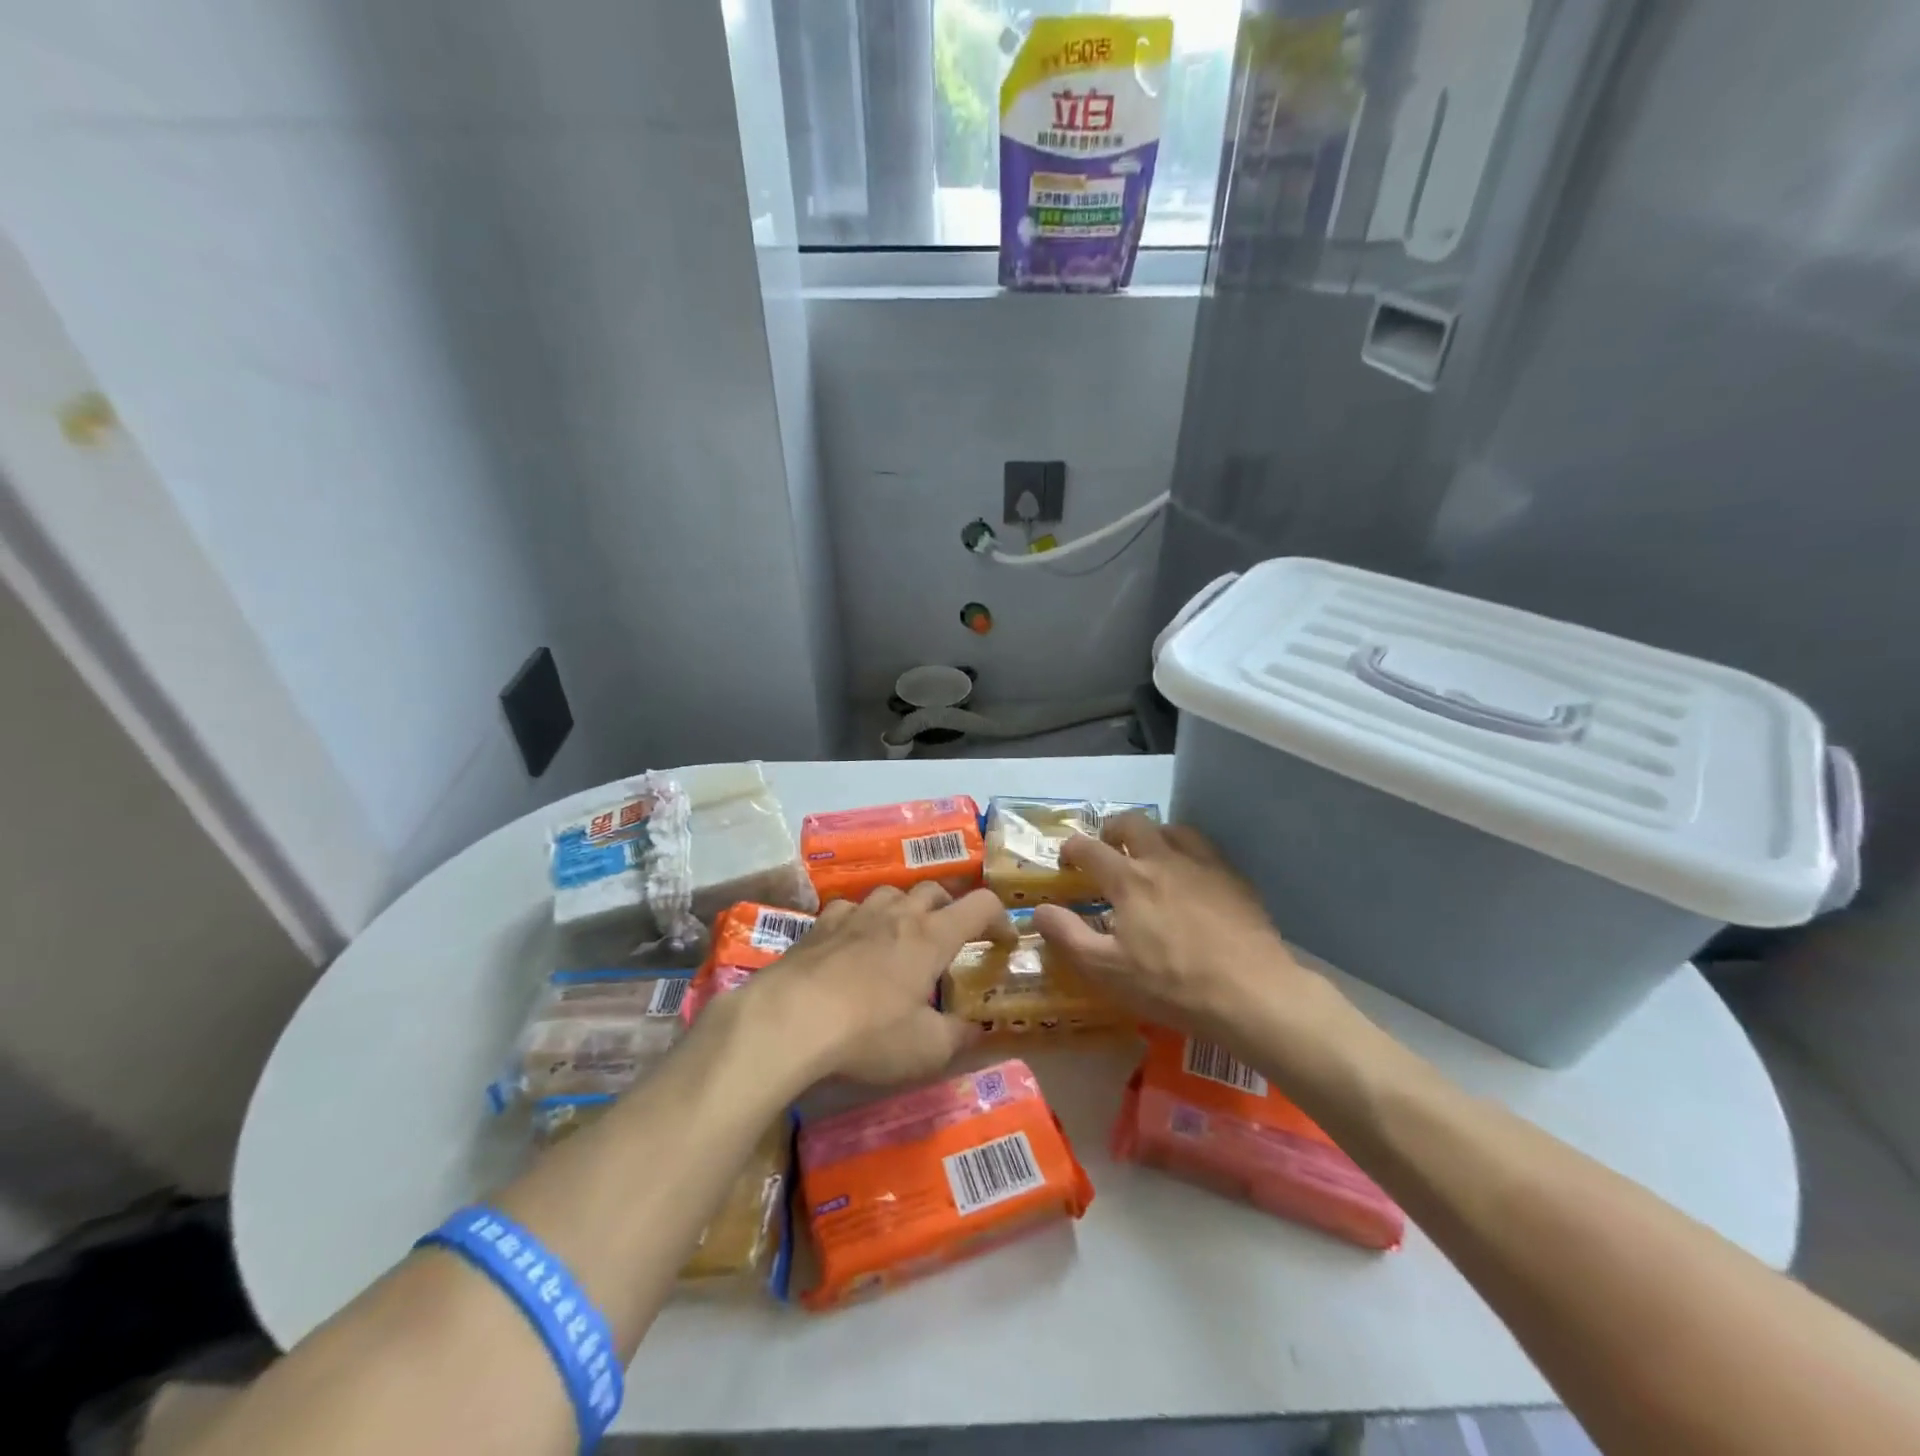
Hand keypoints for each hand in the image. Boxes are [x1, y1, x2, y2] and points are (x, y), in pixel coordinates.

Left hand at [747, 883, 1013, 1085]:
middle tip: (951, 937)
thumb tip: (976, 1028)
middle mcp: (897, 914)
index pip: (980, 905)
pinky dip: (861, 919)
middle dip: (951, 907)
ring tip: (903, 935)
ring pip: (891, 892)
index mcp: (931, 937)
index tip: (1003, 941)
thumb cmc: (868, 1034)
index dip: (999, 918)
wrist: (788, 1020)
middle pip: (934, 890)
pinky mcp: (820, 924)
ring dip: (905, 907)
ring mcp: (855, 914)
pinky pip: (850, 908)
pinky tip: (854, 941)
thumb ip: (958, 1036)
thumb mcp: (925, 1049)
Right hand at [1031, 814, 1325, 1044]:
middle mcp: (1162, 859)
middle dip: (1112, 829)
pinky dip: (1188, 853)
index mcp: (1128, 879)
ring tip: (1150, 857)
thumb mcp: (1107, 970)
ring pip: (1172, 829)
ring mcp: (1202, 865)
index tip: (1066, 861)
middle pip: (1132, 823)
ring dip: (1153, 836)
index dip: (1071, 849)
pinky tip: (1191, 879)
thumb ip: (1067, 936)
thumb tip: (1038, 911)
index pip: (1088, 848)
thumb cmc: (1171, 985)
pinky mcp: (1233, 878)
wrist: (1251, 993)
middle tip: (1107, 849)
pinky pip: (1205, 850)